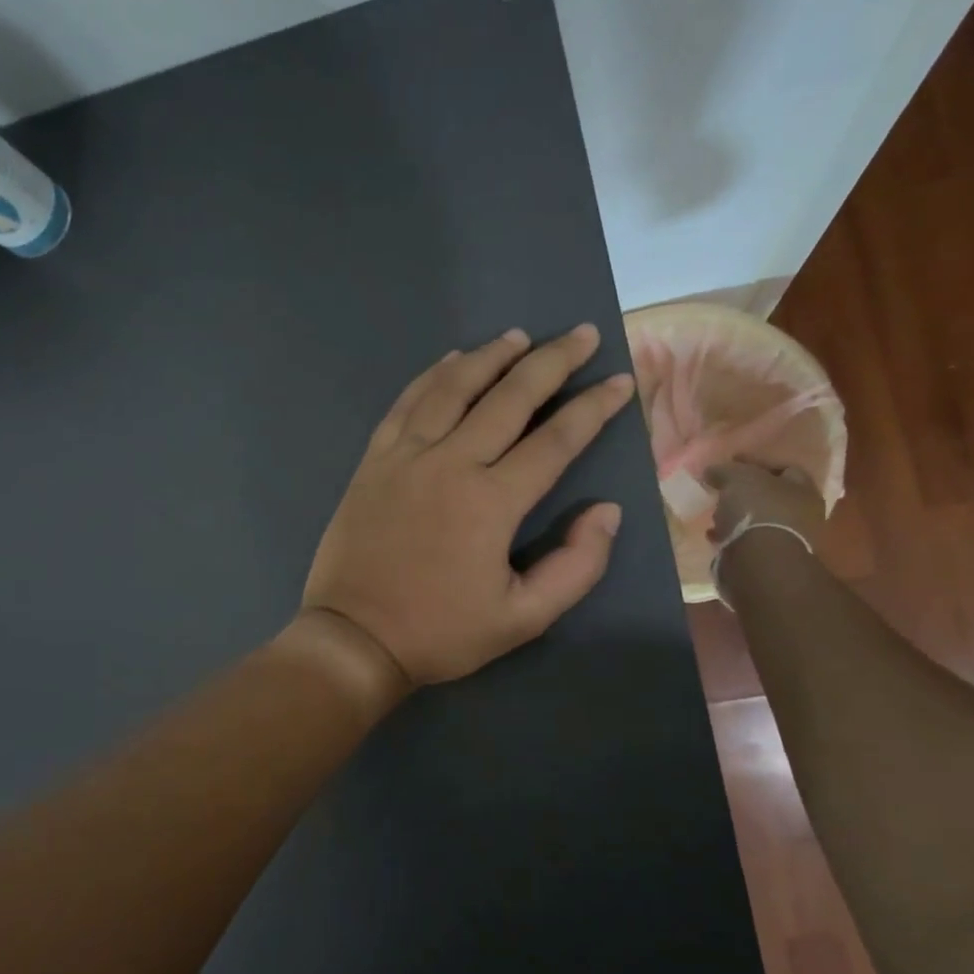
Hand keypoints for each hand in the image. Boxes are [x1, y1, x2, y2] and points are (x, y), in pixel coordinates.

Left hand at [302, 324, 635, 686]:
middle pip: (508, 397)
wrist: (355, 638)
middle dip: (551, 362)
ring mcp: (406, 457)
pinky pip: (406, 403)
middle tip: (580, 335)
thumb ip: (576, 566)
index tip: (619, 381)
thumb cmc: (440, 632)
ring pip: (453, 388)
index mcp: (491, 502)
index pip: (555, 440)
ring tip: (519, 336)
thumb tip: (607, 511)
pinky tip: (451, 361)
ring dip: (490, 357)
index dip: (592, 407)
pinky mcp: (374, 461)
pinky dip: (432, 376)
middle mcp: (450, 464)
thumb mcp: (523, 619)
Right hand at [704, 461, 826, 551]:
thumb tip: (713, 470)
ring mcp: (788, 540)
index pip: (784, 467)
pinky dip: (732, 537)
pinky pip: (748, 542)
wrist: (760, 563)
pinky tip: (715, 535)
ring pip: (759, 520)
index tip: (730, 462)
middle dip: (746, 492)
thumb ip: (725, 469)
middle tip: (722, 489)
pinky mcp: (770, 561)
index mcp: (803, 489)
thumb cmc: (757, 510)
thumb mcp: (738, 478)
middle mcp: (802, 514)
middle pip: (771, 495)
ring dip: (738, 516)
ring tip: (716, 514)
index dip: (756, 462)